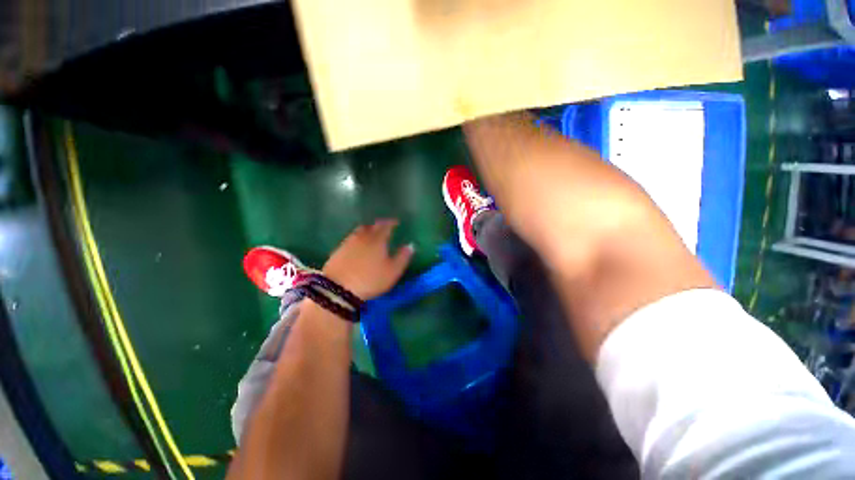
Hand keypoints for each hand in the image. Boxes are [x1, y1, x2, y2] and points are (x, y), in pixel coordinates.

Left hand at [322, 219, 413, 299]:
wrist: (338, 289)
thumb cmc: (371, 279)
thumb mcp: (393, 271)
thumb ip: (403, 257)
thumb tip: (411, 245)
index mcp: (377, 239)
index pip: (386, 225)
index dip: (392, 222)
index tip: (396, 222)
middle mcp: (362, 236)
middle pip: (371, 226)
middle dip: (378, 225)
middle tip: (384, 228)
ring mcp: (348, 243)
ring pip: (359, 232)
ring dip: (366, 231)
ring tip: (371, 236)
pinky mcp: (337, 251)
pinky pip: (350, 240)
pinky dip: (357, 240)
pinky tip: (358, 247)